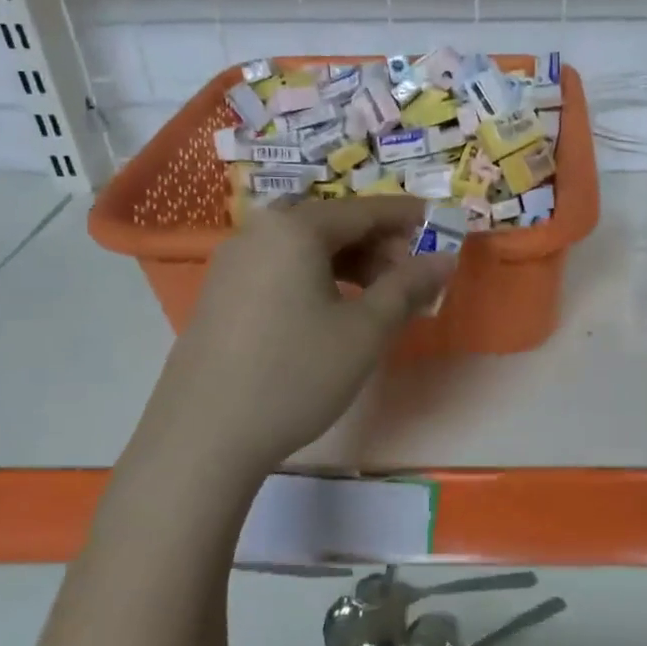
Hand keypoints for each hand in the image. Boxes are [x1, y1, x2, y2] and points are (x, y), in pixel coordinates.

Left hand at [135, 197, 455, 472]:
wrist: (203, 436)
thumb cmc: (296, 374)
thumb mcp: (365, 331)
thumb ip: (408, 286)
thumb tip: (444, 259)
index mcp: (295, 229)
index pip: (366, 209)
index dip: (409, 218)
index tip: (442, 230)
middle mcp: (259, 232)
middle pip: (333, 224)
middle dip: (380, 245)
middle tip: (412, 278)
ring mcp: (233, 262)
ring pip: (306, 247)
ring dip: (350, 263)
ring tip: (379, 299)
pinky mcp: (220, 293)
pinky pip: (281, 268)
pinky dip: (317, 278)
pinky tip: (333, 313)